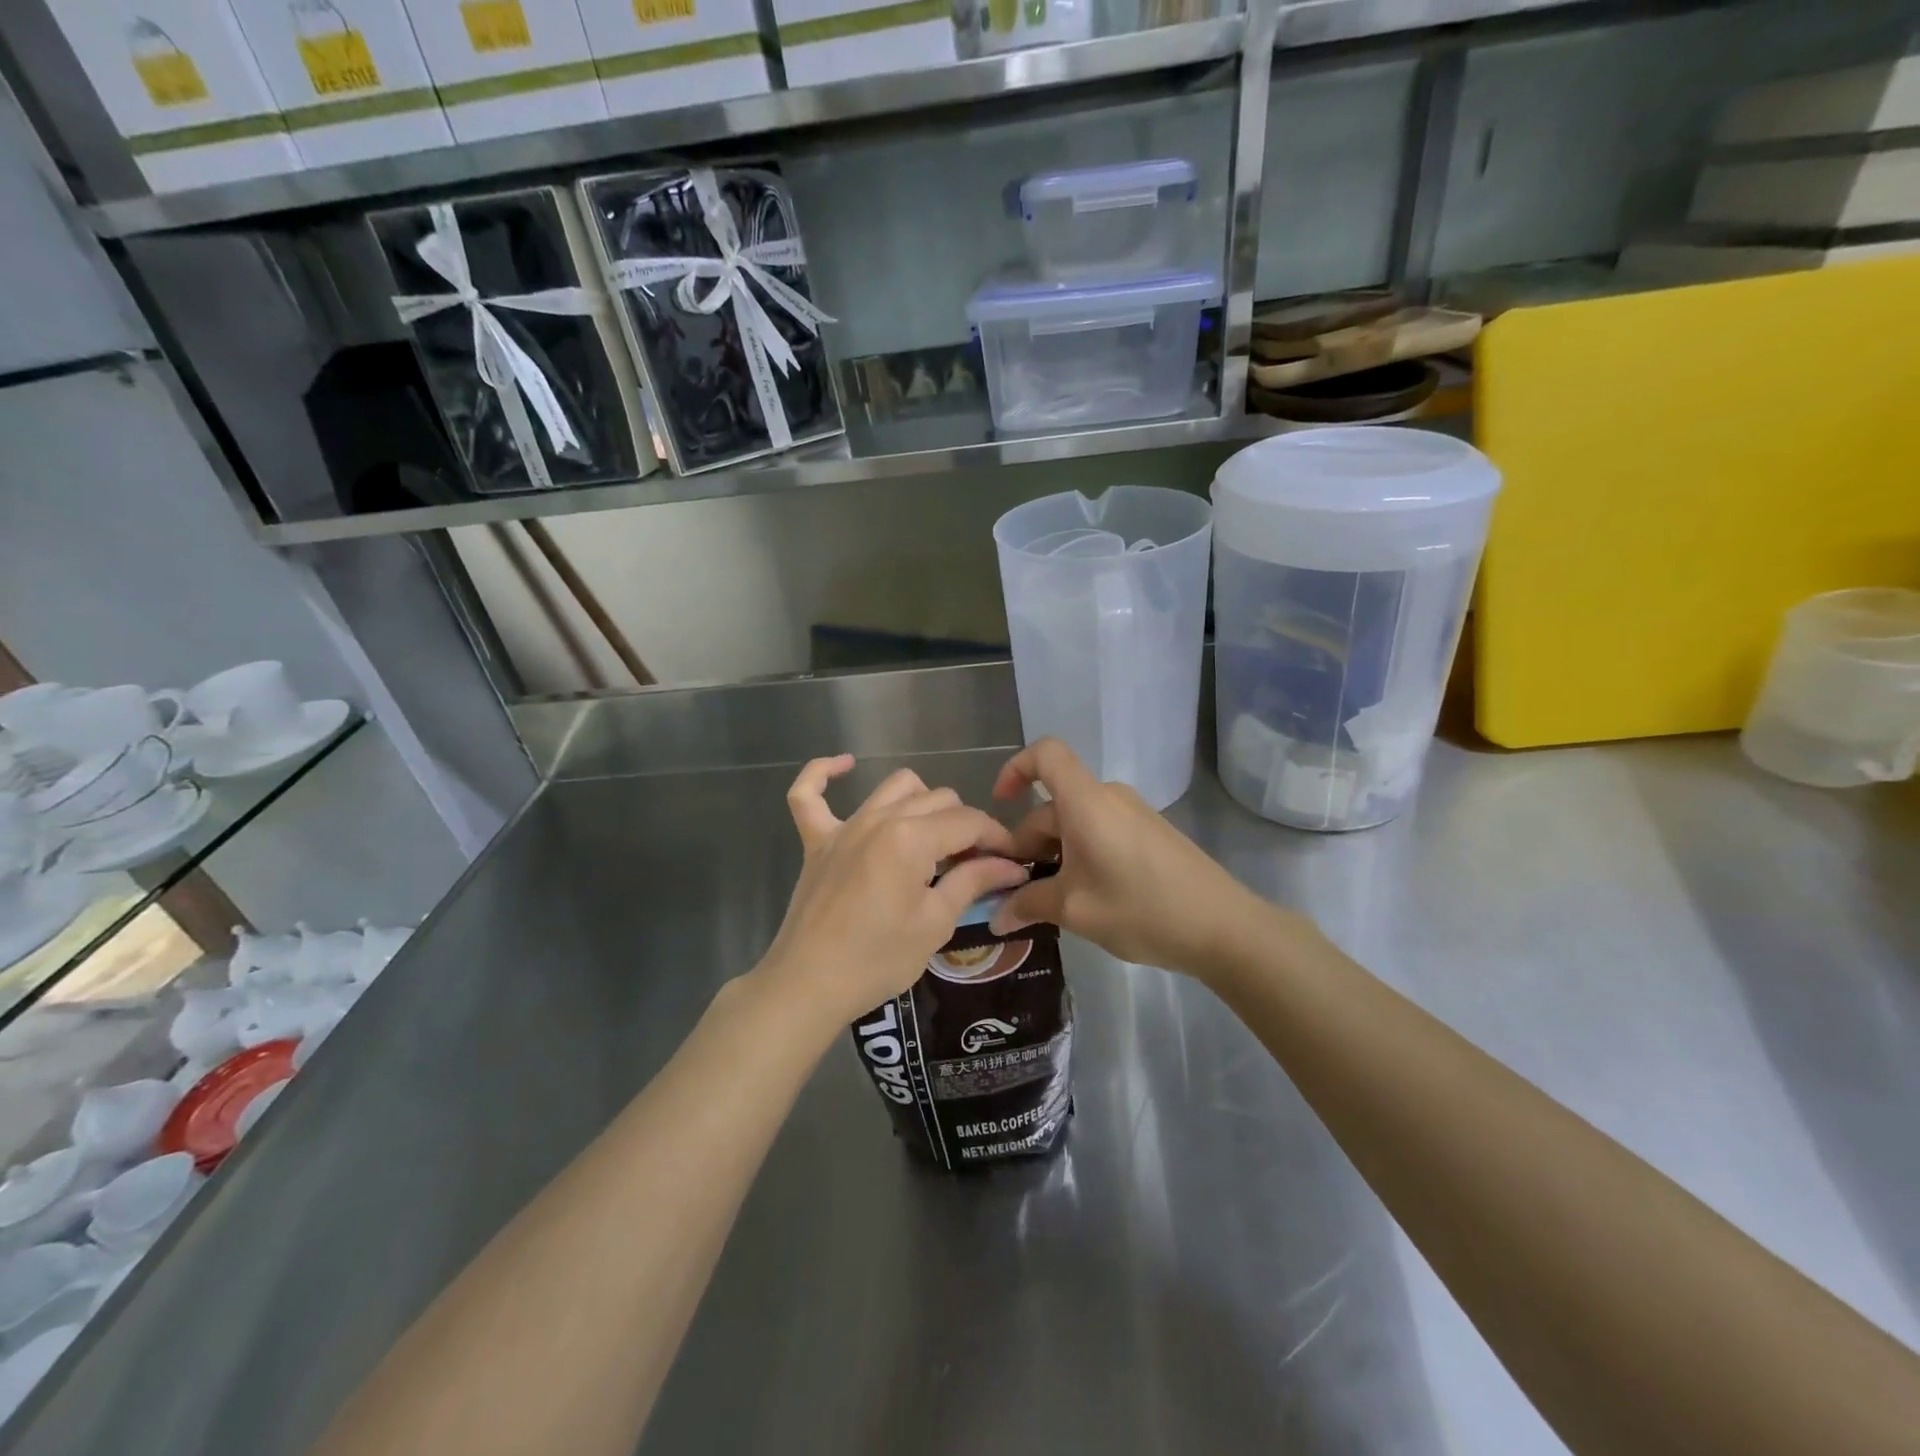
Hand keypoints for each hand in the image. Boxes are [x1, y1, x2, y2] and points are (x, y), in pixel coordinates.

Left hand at [755, 755, 1029, 1029]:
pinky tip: (845, 766)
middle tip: (974, 864)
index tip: (1012, 861)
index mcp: (911, 838)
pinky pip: (809, 793)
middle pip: (938, 799)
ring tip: (933, 838)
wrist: (809, 985)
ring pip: (895, 787)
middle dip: (965, 825)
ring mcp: (844, 826)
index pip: (969, 822)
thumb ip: (973, 881)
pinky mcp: (816, 840)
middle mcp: (879, 819)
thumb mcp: (936, 922)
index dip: (997, 838)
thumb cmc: (878, 959)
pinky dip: (823, 773)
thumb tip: (1012, 865)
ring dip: (923, 802)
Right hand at [988, 738, 1297, 975]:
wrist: (1224, 927)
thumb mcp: (1075, 910)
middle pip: (1054, 803)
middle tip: (1020, 891)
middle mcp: (1109, 797)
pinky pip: (1100, 830)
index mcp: (1086, 802)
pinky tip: (1086, 896)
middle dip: (1029, 842)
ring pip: (1076, 821)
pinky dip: (1081, 854)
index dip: (1015, 768)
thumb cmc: (1142, 909)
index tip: (1000, 805)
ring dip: (1055, 853)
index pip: (1045, 753)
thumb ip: (1029, 904)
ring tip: (1052, 901)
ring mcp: (1133, 814)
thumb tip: (995, 915)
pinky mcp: (1150, 832)